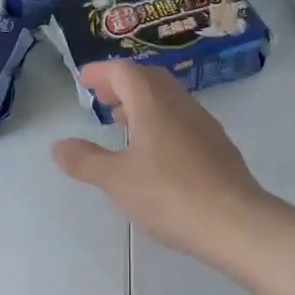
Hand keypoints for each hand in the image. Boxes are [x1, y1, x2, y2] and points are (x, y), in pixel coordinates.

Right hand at [51, 62, 294, 294]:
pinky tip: (155, 152)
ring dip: (143, 104)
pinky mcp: (217, 147)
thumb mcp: (116, 180)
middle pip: (149, 80)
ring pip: (169, 100)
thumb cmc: (169, 195)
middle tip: (102, 99)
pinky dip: (161, 122)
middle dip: (123, 84)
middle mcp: (181, 105)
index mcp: (153, 104)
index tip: (84, 80)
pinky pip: (182, 120)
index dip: (102, 72)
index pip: (125, 72)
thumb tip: (59, 146)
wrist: (235, 223)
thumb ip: (85, 161)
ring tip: (122, 124)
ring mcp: (204, 125)